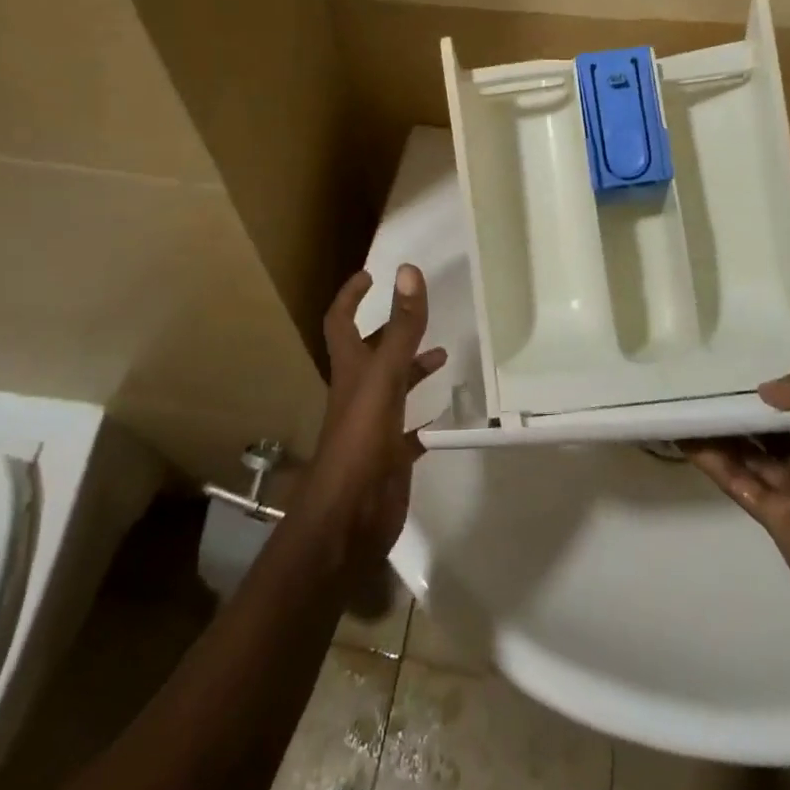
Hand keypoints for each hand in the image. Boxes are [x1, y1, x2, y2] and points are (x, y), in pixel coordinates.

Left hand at [305, 265, 445, 570]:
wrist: (350, 518)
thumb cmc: (362, 440)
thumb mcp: (385, 377)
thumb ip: (400, 327)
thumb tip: (406, 270)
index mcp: (351, 370)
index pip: (341, 322)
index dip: (350, 296)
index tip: (369, 275)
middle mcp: (359, 393)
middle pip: (371, 354)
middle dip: (390, 331)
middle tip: (416, 312)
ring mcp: (374, 426)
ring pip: (394, 388)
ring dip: (413, 369)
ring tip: (443, 355)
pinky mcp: (390, 456)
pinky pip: (411, 431)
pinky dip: (427, 419)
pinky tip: (448, 415)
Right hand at [686, 350, 789, 649]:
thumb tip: (767, 390)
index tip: (773, 340)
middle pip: (789, 420)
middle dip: (759, 396)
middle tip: (718, 365)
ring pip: (756, 448)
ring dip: (727, 423)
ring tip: (691, 391)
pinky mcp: (776, 517)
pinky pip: (737, 478)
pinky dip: (710, 457)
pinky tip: (684, 431)